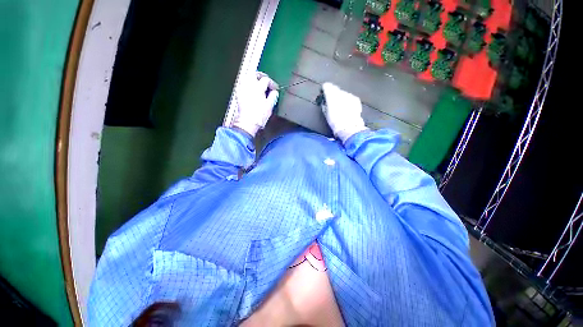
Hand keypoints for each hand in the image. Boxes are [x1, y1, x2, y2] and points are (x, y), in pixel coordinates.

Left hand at [233, 72, 278, 136]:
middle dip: (262, 76)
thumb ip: (273, 96)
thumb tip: (274, 92)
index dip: (272, 83)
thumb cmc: (259, 115)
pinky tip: (251, 88)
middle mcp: (249, 85)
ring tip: (259, 83)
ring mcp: (242, 88)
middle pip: (255, 74)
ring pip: (247, 77)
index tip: (275, 89)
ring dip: (254, 78)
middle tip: (267, 81)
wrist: (247, 122)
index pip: (266, 80)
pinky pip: (242, 83)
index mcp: (258, 87)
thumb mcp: (269, 106)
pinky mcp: (238, 93)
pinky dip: (247, 83)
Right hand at [321, 83, 366, 142]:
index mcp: (331, 95)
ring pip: (343, 93)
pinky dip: (347, 101)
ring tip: (339, 106)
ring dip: (340, 97)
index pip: (327, 86)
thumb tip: (325, 102)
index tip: (323, 92)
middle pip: (335, 89)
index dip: (325, 89)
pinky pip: (349, 97)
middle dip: (333, 93)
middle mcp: (341, 92)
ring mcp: (349, 95)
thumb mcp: (326, 113)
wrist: (348, 126)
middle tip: (331, 100)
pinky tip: (346, 108)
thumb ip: (325, 105)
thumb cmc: (335, 121)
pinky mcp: (356, 99)